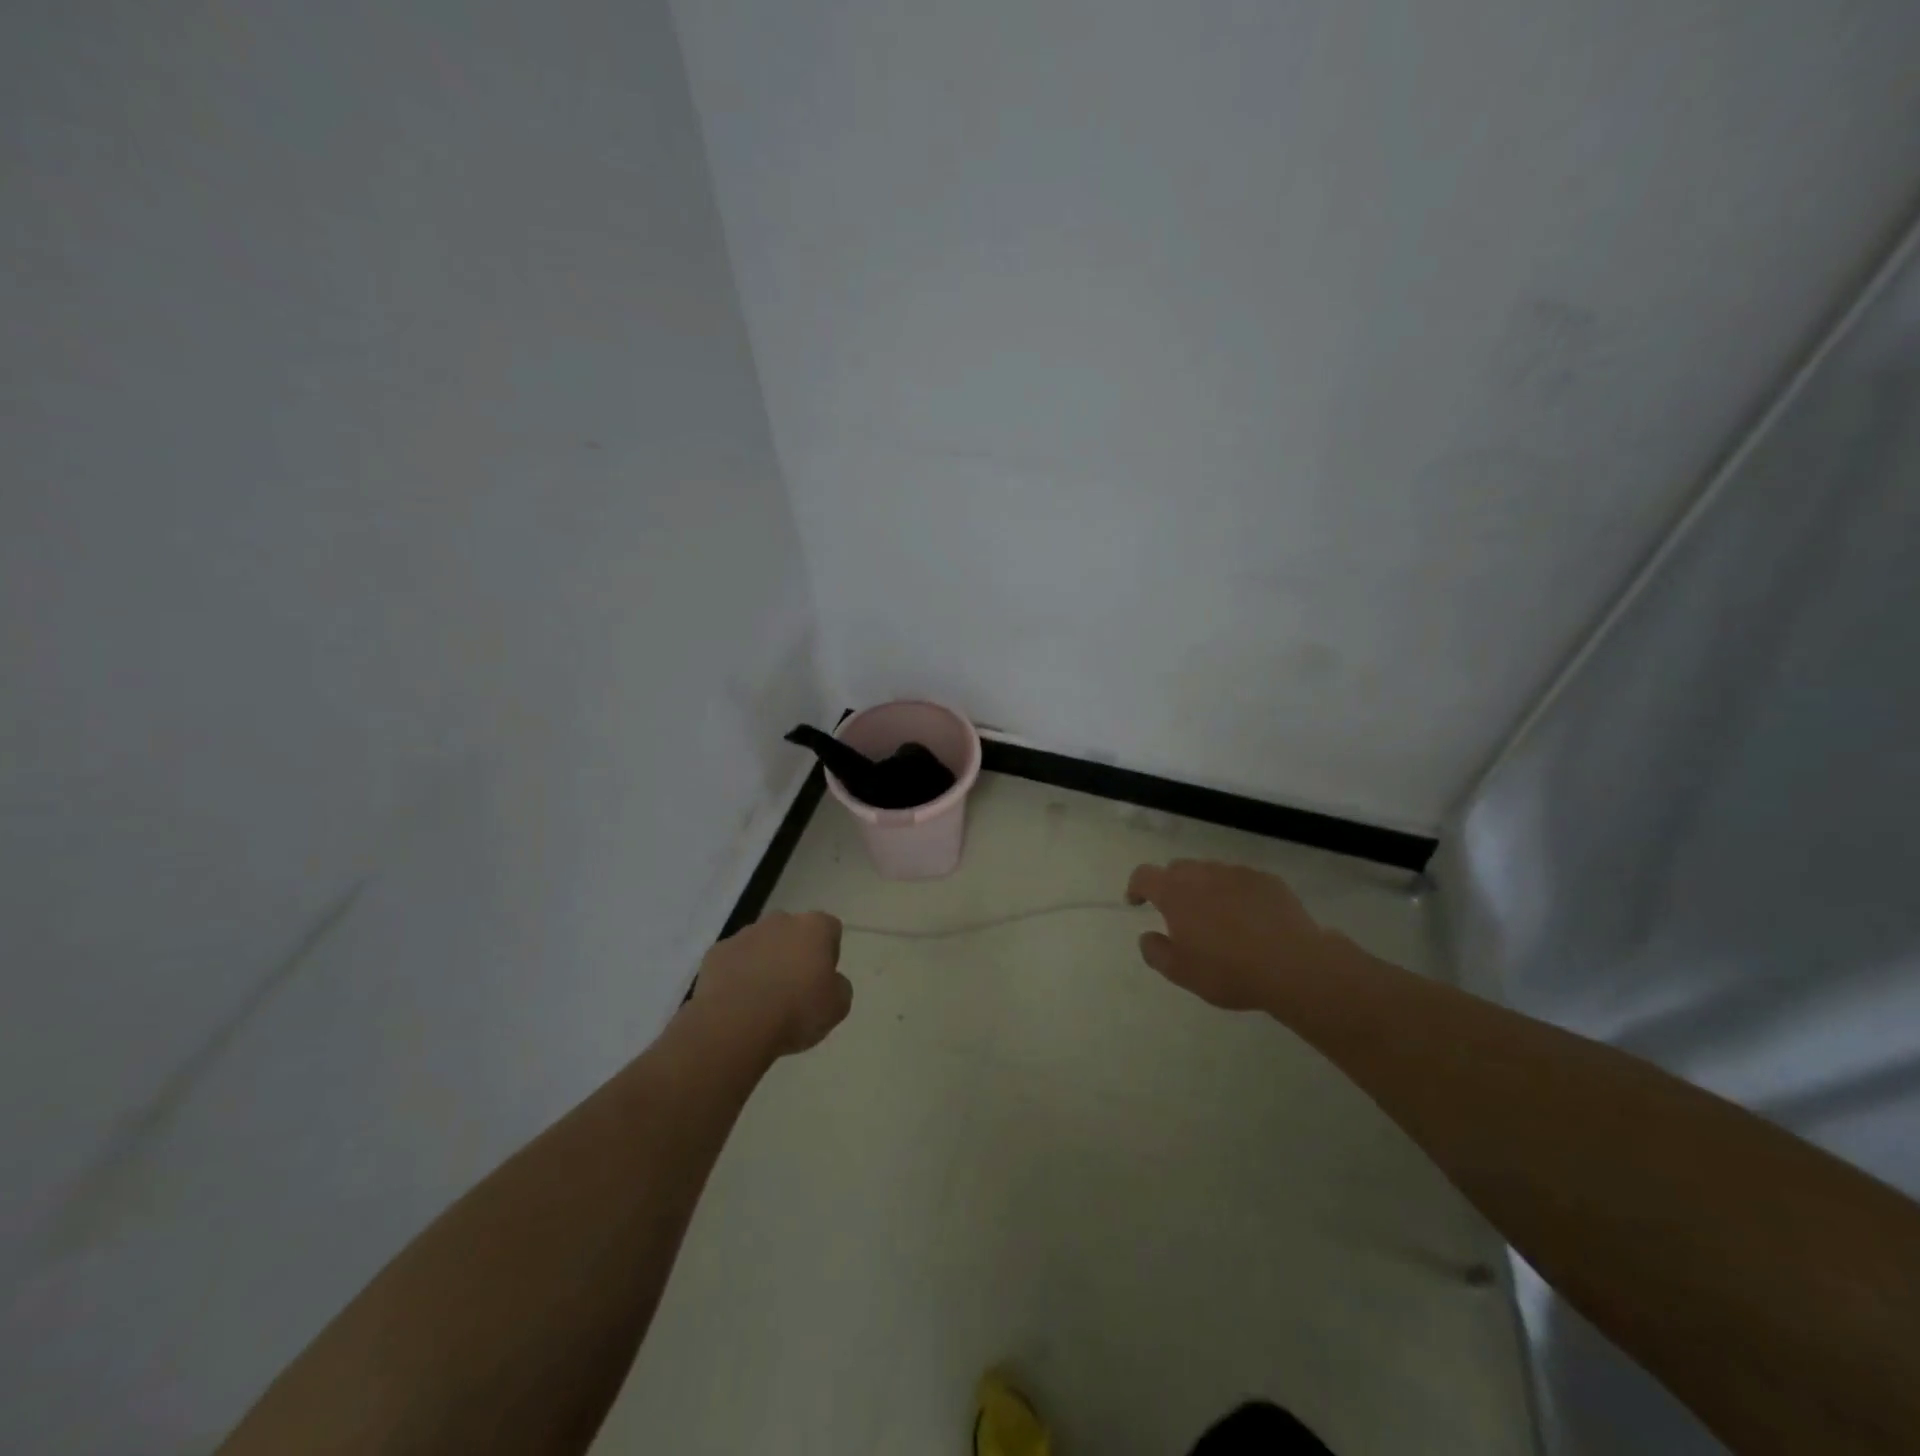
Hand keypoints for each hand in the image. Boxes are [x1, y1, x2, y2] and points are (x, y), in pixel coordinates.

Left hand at [694, 911, 851, 1055]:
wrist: (735, 1024)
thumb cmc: (796, 1011)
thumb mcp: (838, 1006)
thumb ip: (839, 986)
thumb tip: (829, 981)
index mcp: (814, 927)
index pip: (829, 929)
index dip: (829, 953)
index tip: (822, 979)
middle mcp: (780, 921)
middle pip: (793, 932)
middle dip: (794, 953)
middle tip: (794, 989)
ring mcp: (744, 934)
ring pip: (761, 944)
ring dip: (764, 963)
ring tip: (762, 1001)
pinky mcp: (716, 953)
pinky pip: (733, 961)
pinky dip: (737, 975)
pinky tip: (738, 1003)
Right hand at [1125, 859, 1342, 1010]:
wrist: (1293, 965)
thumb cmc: (1228, 971)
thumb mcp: (1181, 973)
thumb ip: (1155, 952)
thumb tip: (1146, 936)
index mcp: (1175, 893)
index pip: (1144, 875)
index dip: (1136, 887)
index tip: (1136, 903)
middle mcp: (1203, 874)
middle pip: (1178, 869)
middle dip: (1171, 886)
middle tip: (1179, 914)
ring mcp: (1237, 873)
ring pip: (1211, 872)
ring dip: (1205, 888)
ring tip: (1217, 917)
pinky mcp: (1267, 880)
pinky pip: (1242, 880)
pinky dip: (1236, 893)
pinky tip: (1249, 918)